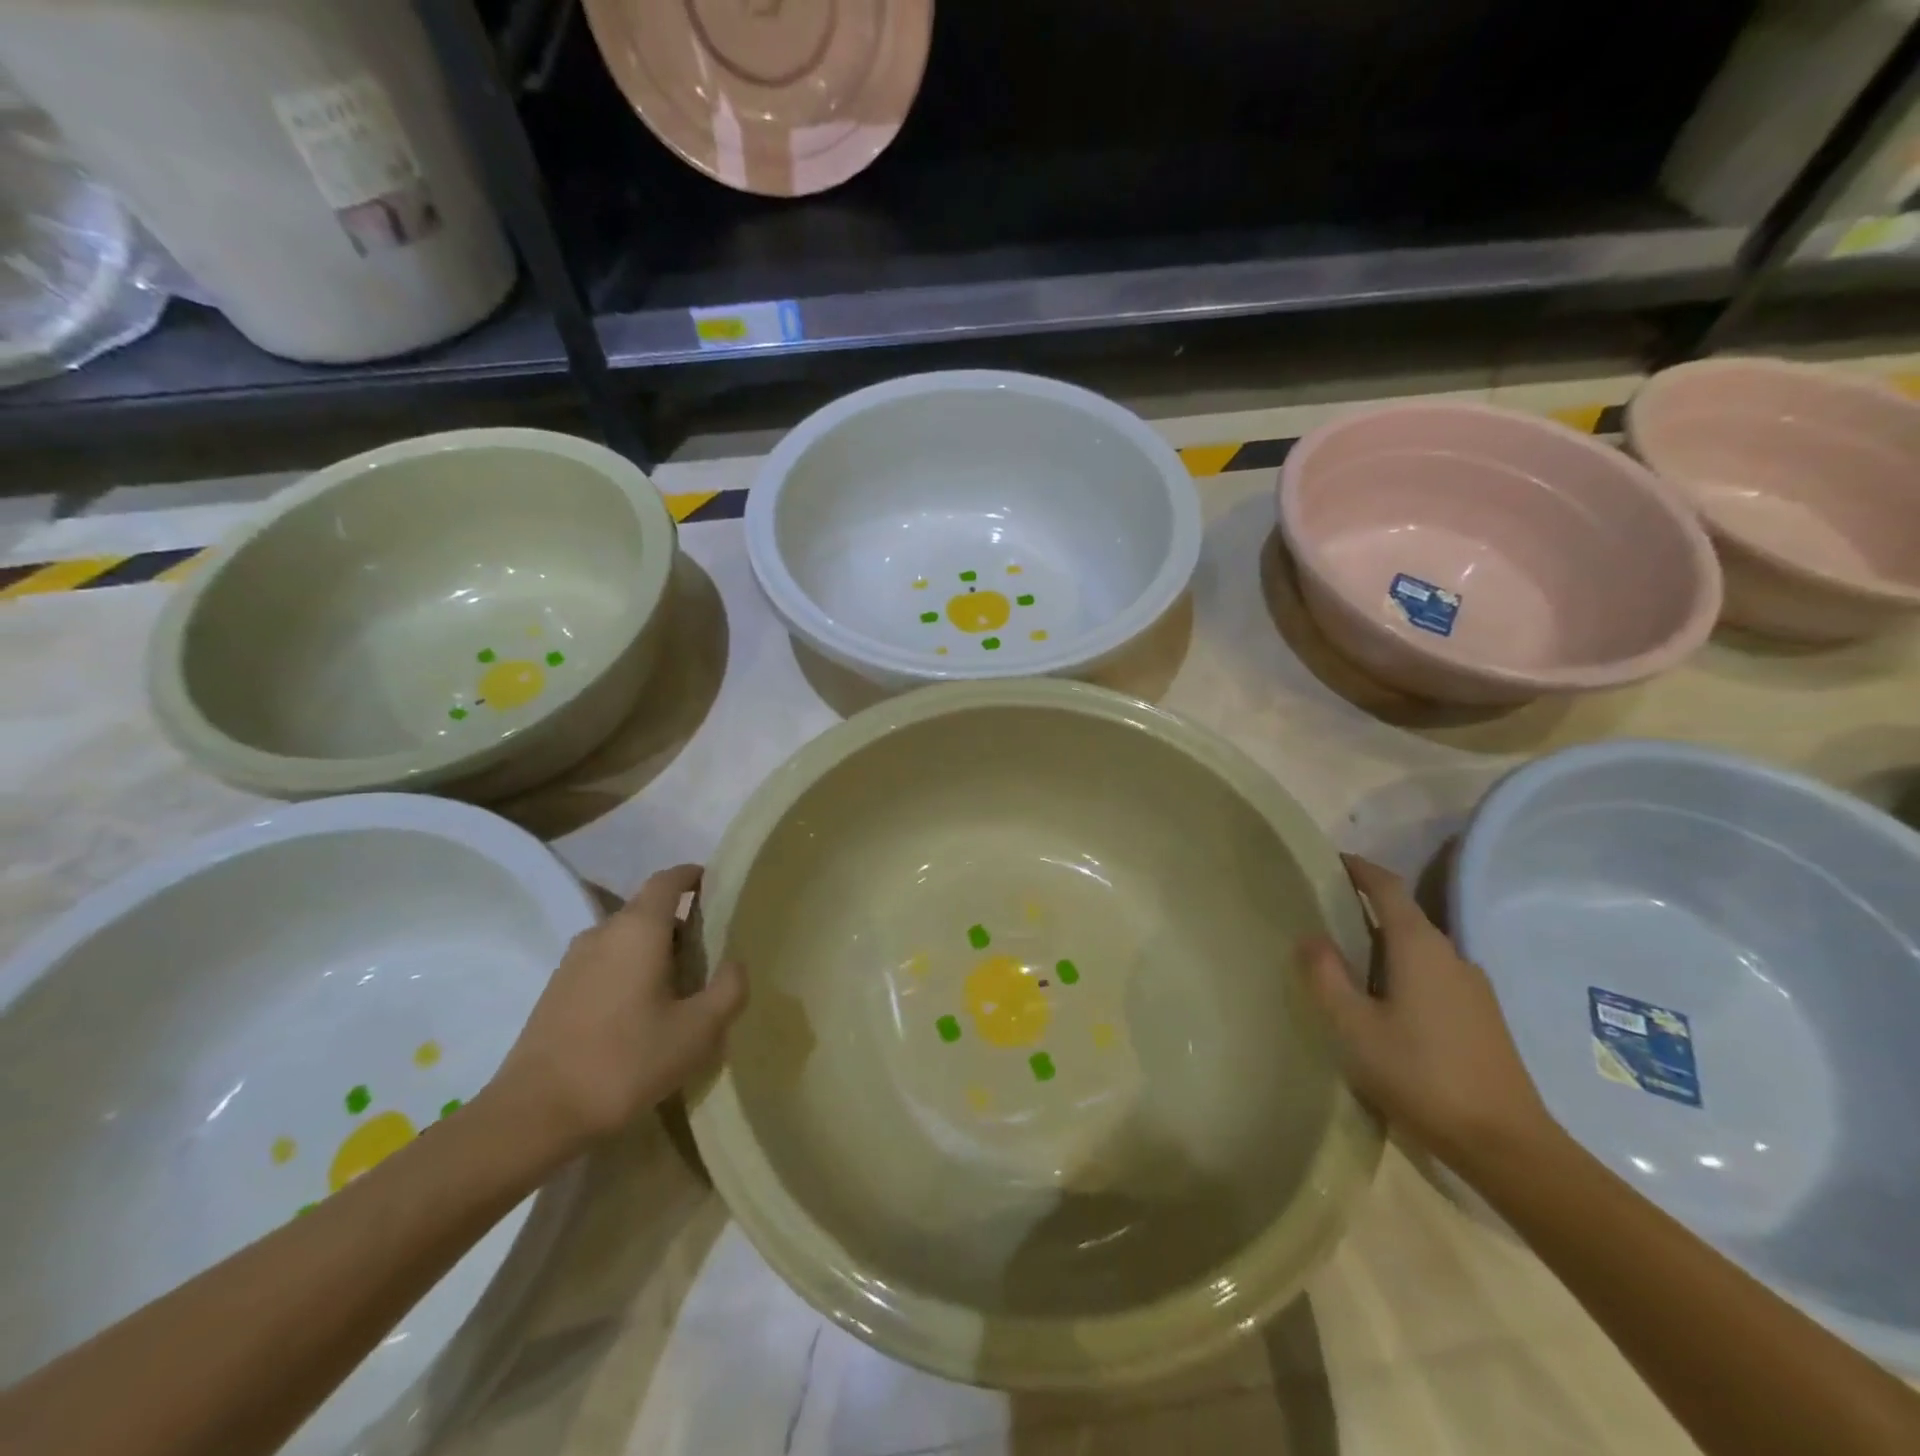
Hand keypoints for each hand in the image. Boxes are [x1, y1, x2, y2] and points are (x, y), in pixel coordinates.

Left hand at [491, 864, 747, 1155]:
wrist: (532, 1115)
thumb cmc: (625, 1062)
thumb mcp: (698, 1031)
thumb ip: (729, 989)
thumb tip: (734, 964)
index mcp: (638, 929)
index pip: (668, 880)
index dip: (693, 876)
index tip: (716, 885)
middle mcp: (603, 933)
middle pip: (647, 909)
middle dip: (681, 921)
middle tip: (710, 952)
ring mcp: (573, 962)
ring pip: (625, 938)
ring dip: (654, 950)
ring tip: (680, 987)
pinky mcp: (556, 991)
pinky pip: (605, 963)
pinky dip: (630, 971)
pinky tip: (642, 1013)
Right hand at [1297, 854, 1551, 1171]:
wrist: (1506, 1144)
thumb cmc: (1420, 1075)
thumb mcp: (1354, 1027)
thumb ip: (1327, 976)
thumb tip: (1310, 936)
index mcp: (1420, 947)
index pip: (1388, 888)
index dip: (1360, 869)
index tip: (1332, 860)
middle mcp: (1451, 955)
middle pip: (1405, 916)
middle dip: (1366, 907)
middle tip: (1324, 915)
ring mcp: (1473, 987)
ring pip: (1420, 949)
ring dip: (1384, 944)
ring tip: (1348, 962)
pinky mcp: (1482, 1017)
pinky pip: (1434, 974)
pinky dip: (1404, 970)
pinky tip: (1386, 1004)